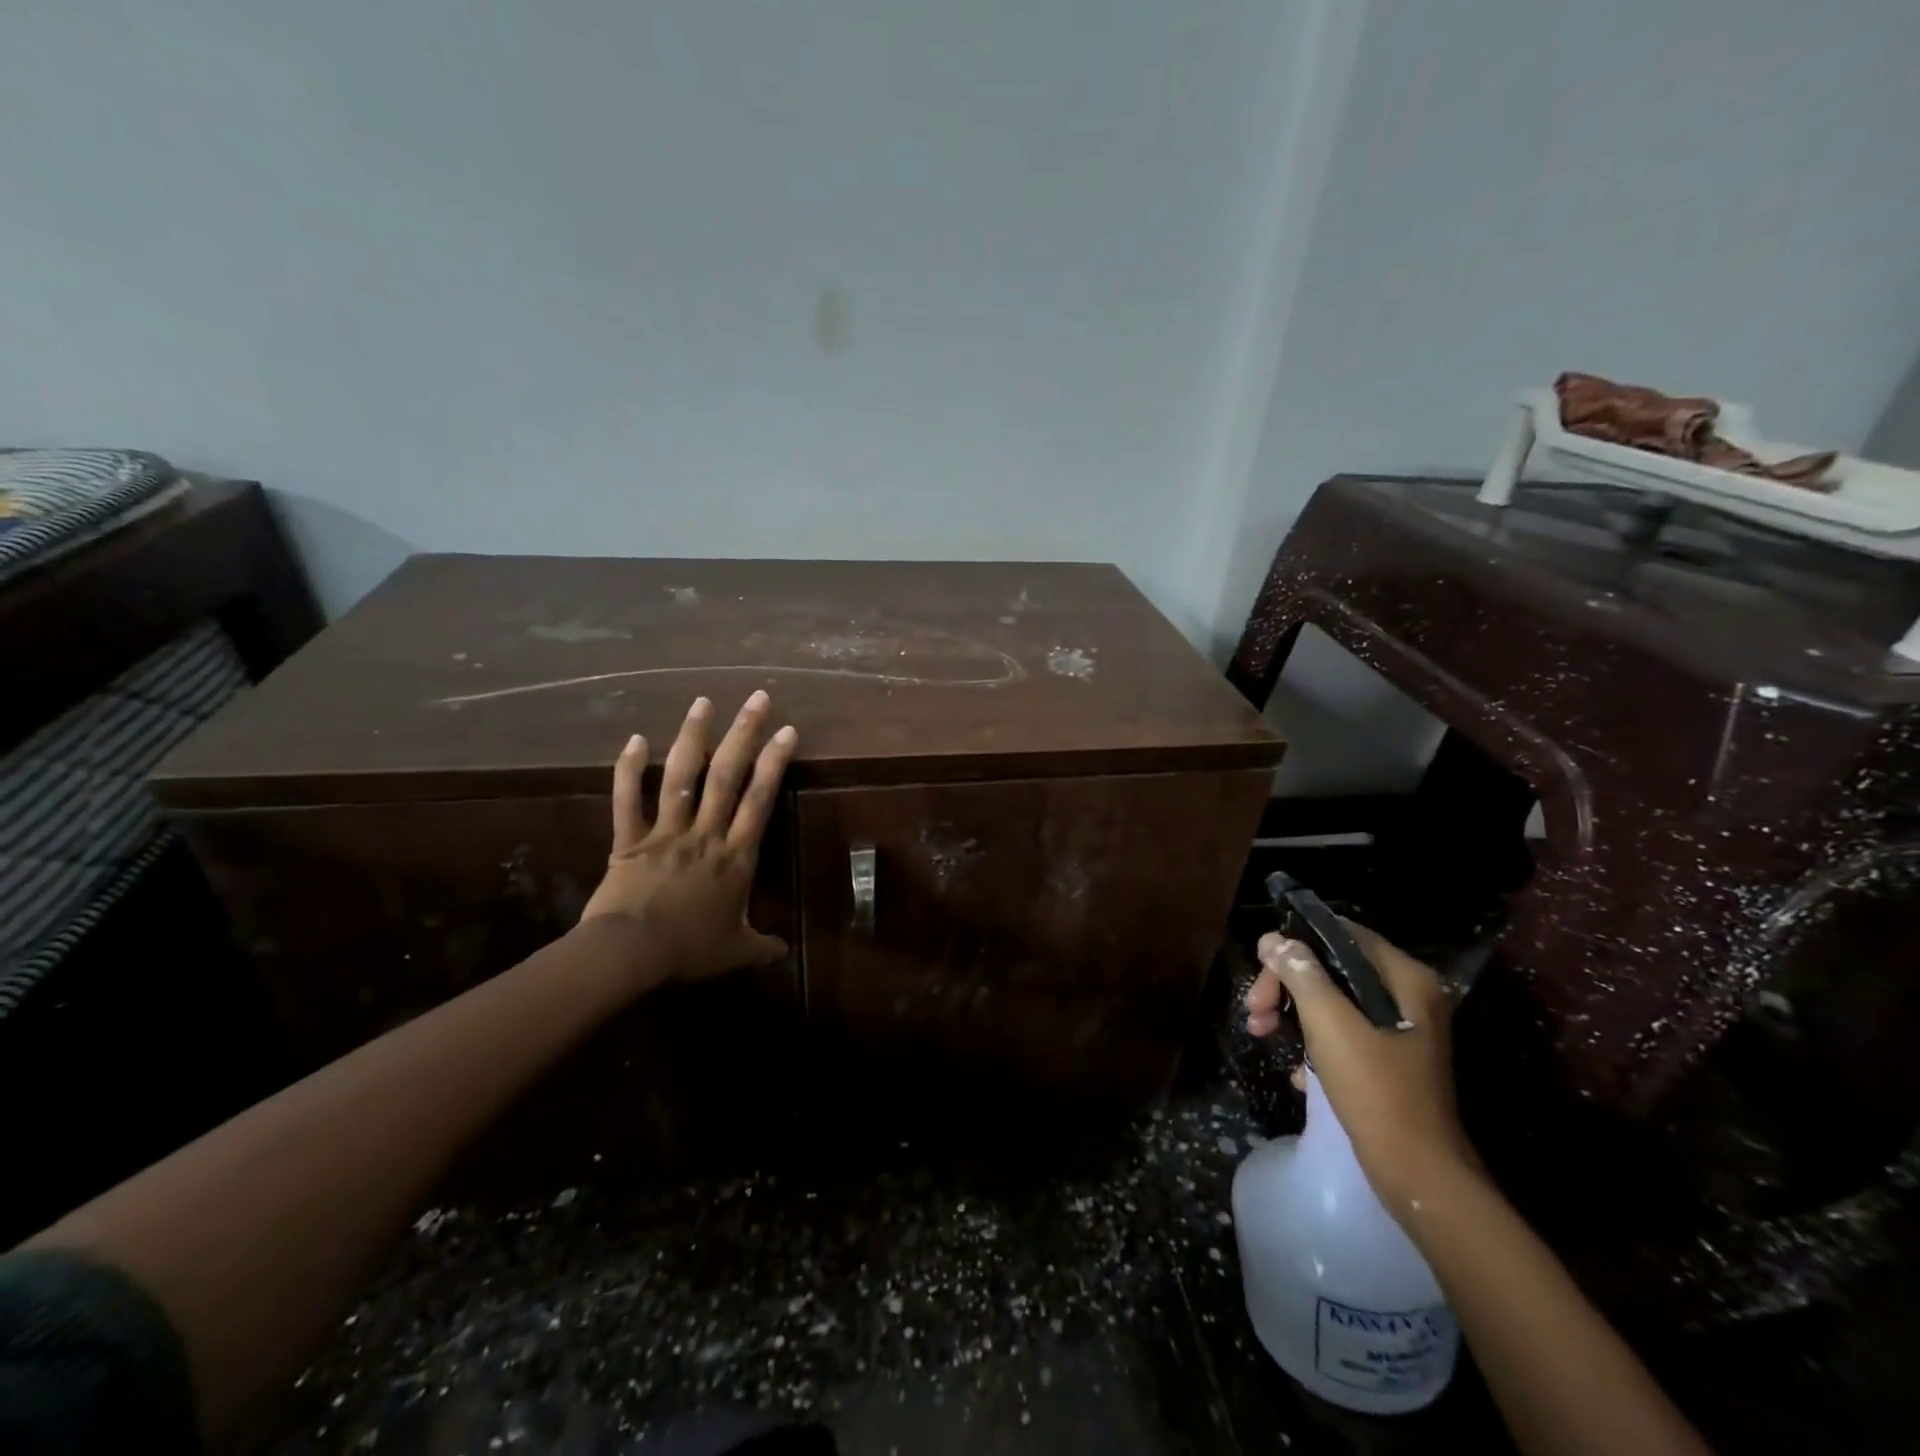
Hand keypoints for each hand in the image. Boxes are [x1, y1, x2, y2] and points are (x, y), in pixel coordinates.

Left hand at [580, 691, 797, 988]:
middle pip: (727, 776)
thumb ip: (762, 947)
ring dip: (693, 737)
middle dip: (744, 734)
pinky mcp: (630, 840)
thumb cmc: (689, 950)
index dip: (775, 763)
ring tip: (703, 702)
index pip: (760, 800)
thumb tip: (784, 953)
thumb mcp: (735, 952)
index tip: (787, 731)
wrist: (631, 954)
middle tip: (756, 698)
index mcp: (736, 857)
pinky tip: (636, 738)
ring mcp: (666, 832)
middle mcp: (706, 834)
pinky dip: (629, 768)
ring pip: (682, 777)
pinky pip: (627, 799)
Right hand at [1246, 922, 1477, 1211]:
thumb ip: (1302, 974)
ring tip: (1262, 1034)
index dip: (1295, 945)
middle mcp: (1408, 996)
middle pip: (1332, 969)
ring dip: (1293, 1014)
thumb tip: (1273, 939)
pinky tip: (1298, 1074)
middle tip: (1255, 1010)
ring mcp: (1400, 1030)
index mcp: (1406, 979)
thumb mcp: (1330, 1025)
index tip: (1261, 970)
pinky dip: (1314, 1044)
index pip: (1340, 935)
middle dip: (1287, 986)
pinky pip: (1342, 1033)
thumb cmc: (1377, 1091)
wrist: (1419, 1177)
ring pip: (1332, 1002)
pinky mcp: (1389, 1060)